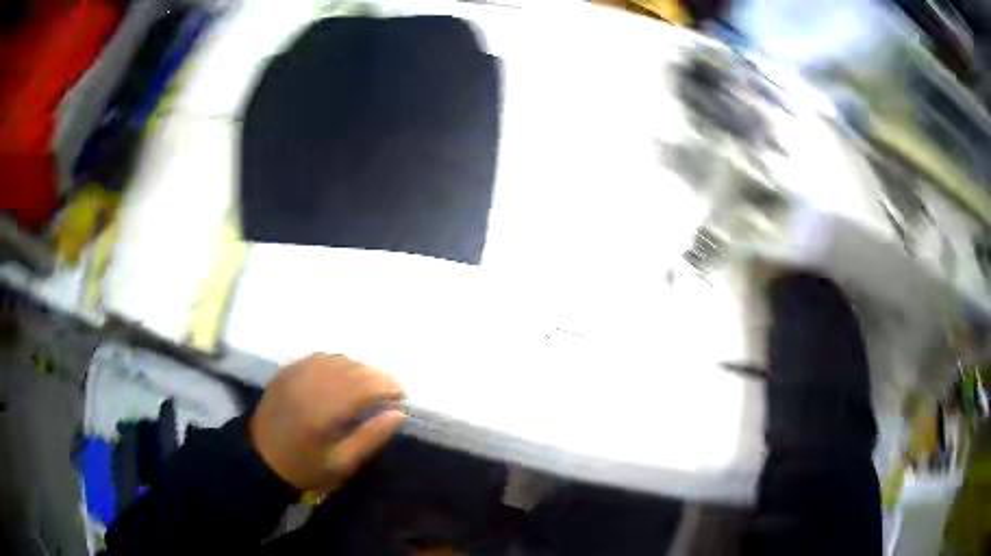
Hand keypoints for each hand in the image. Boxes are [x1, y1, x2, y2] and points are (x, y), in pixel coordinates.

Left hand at [249, 353, 405, 490]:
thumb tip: (398, 414)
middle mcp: (311, 385)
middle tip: (390, 387)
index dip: (387, 385)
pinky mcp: (287, 371)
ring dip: (358, 367)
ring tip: (369, 381)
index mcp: (325, 410)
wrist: (260, 457)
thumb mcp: (342, 463)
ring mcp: (296, 374)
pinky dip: (337, 362)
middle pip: (352, 369)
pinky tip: (343, 373)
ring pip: (336, 359)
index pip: (364, 386)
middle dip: (376, 375)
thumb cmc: (305, 465)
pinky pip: (318, 358)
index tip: (401, 394)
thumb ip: (371, 437)